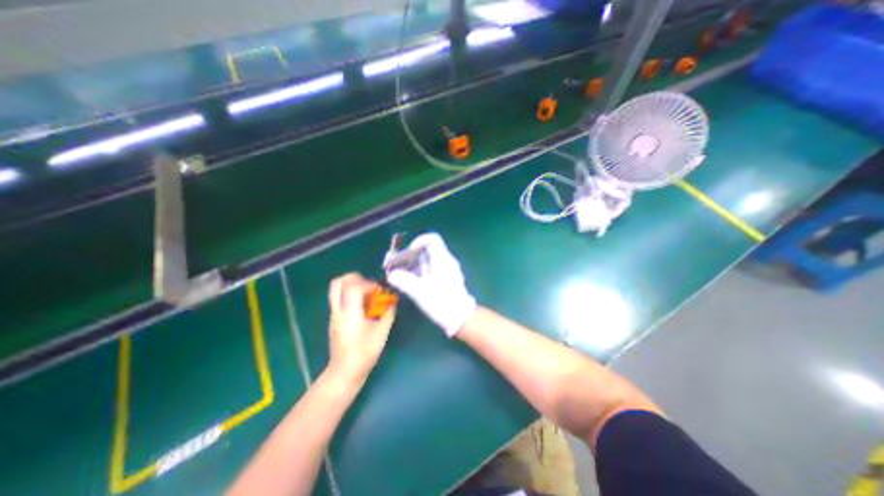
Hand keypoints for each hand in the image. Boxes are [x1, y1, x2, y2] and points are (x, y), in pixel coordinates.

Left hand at [325, 274, 394, 381]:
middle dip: (354, 278)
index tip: (378, 290)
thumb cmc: (364, 354)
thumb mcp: (381, 334)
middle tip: (368, 284)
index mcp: (350, 314)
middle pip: (338, 283)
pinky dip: (350, 294)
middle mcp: (339, 311)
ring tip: (366, 292)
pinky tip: (362, 305)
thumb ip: (388, 315)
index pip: (353, 287)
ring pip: (336, 289)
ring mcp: (334, 314)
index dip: (367, 283)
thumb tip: (393, 302)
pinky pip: (339, 297)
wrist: (344, 372)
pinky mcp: (334, 318)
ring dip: (351, 285)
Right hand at [385, 232, 472, 336]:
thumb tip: (391, 275)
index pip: (432, 239)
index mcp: (442, 259)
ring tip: (399, 276)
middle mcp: (446, 261)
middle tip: (395, 267)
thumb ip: (403, 281)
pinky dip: (419, 273)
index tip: (406, 254)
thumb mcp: (419, 291)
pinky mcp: (446, 279)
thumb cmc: (441, 302)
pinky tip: (409, 283)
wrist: (460, 318)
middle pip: (426, 251)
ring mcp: (447, 270)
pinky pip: (430, 270)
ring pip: (427, 261)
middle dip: (409, 257)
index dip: (417, 242)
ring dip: (412, 266)